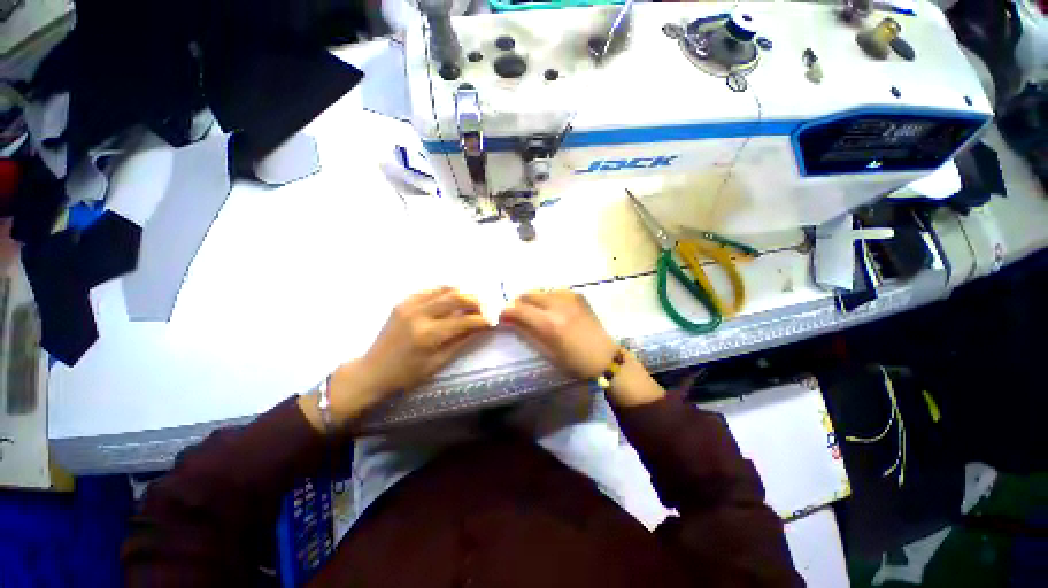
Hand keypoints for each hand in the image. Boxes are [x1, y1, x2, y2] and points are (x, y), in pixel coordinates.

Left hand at [361, 287, 491, 393]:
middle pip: (457, 297)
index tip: (494, 320)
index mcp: (428, 335)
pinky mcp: (403, 301)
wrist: (373, 370)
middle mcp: (419, 314)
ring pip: (444, 288)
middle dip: (476, 300)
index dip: (483, 319)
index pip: (464, 320)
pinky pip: (430, 290)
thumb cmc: (407, 374)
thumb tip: (483, 327)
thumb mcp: (438, 362)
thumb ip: (462, 341)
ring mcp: (409, 304)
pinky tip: (452, 299)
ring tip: (472, 301)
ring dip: (462, 293)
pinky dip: (445, 292)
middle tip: (486, 307)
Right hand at [498, 290, 619, 379]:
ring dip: (535, 300)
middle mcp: (559, 306)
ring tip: (537, 312)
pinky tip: (553, 309)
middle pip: (530, 295)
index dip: (507, 312)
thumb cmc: (574, 361)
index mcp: (550, 324)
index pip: (520, 310)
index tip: (502, 316)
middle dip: (520, 303)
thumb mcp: (548, 351)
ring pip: (542, 291)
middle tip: (519, 314)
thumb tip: (510, 320)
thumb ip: (527, 332)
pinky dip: (549, 298)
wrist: (604, 357)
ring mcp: (571, 298)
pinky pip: (556, 291)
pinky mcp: (579, 296)